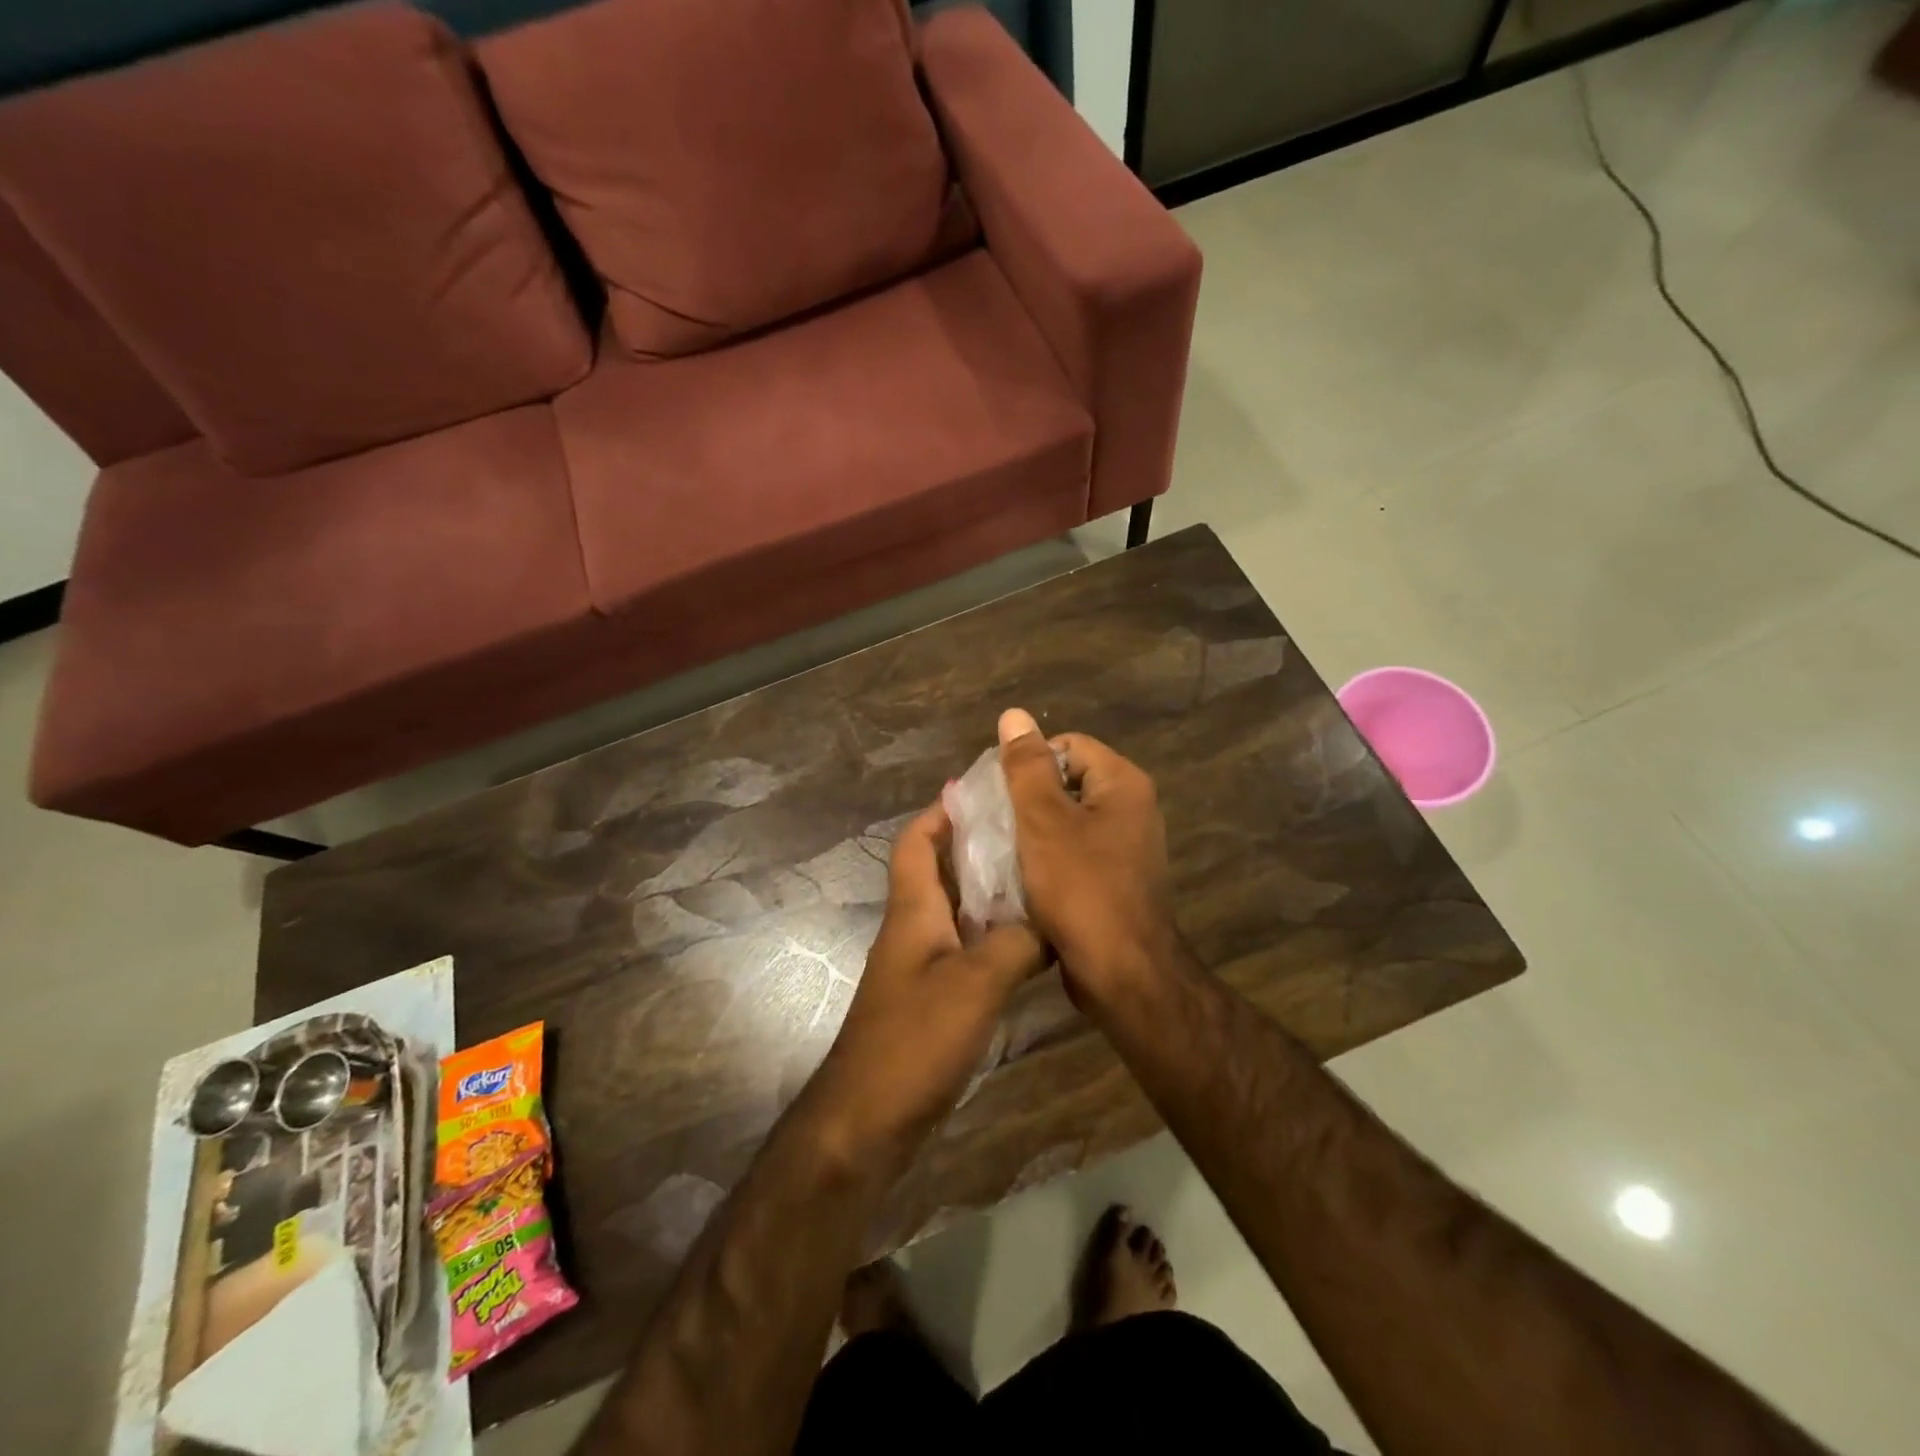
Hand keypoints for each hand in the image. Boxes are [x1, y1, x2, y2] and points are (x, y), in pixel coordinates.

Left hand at [809, 801, 1046, 1170]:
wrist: (870, 1117)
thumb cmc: (915, 1038)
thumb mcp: (975, 982)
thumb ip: (1017, 944)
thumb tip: (1055, 921)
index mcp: (913, 910)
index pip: (916, 841)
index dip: (941, 811)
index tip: (983, 793)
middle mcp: (915, 928)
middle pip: (941, 870)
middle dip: (978, 846)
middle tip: (1030, 834)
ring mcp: (923, 964)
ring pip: (960, 911)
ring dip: (992, 893)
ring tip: (1041, 878)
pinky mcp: (935, 997)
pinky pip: (969, 949)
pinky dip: (997, 937)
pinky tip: (1034, 942)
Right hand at [997, 708, 1179, 1011]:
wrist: (1121, 972)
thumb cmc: (1081, 888)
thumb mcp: (1043, 820)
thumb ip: (1026, 766)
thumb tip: (1014, 715)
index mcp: (1123, 783)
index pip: (1067, 746)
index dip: (1029, 763)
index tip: (998, 793)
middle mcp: (1132, 808)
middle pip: (1067, 782)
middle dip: (1027, 800)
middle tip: (993, 822)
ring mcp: (1125, 847)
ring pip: (1066, 821)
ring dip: (1032, 832)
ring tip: (999, 849)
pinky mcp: (1114, 880)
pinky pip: (1073, 853)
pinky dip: (1046, 858)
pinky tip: (1019, 875)